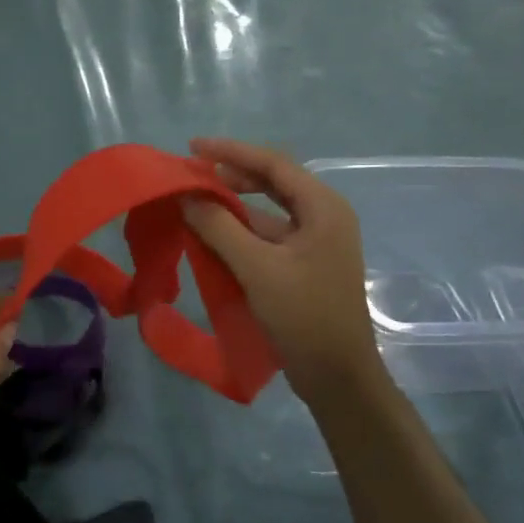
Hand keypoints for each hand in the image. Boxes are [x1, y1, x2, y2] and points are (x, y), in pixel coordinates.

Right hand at [182, 137, 385, 408]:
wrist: (337, 374)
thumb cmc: (303, 315)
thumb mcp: (257, 268)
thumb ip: (219, 228)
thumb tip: (186, 197)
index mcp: (323, 208)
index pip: (273, 164)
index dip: (231, 152)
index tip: (191, 148)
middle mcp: (322, 217)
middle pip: (271, 183)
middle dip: (229, 177)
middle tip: (189, 175)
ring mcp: (313, 243)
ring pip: (265, 212)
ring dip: (230, 207)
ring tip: (190, 204)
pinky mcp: (302, 266)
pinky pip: (265, 238)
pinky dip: (237, 233)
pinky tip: (208, 237)